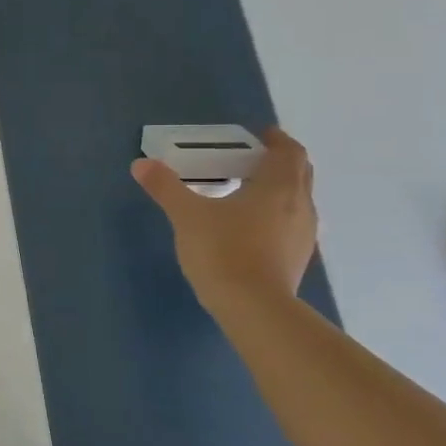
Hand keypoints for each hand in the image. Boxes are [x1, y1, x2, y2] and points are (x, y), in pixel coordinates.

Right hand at [130, 126, 317, 313]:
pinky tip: (253, 227)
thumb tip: (141, 164)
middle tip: (252, 160)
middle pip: (300, 173)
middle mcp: (300, 205)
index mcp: (278, 186)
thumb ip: (166, 187)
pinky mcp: (298, 259)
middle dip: (281, 162)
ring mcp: (303, 235)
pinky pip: (293, 225)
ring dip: (282, 189)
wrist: (254, 309)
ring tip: (250, 192)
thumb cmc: (224, 251)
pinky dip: (278, 215)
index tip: (261, 136)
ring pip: (299, 200)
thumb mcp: (187, 216)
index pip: (289, 152)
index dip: (277, 140)